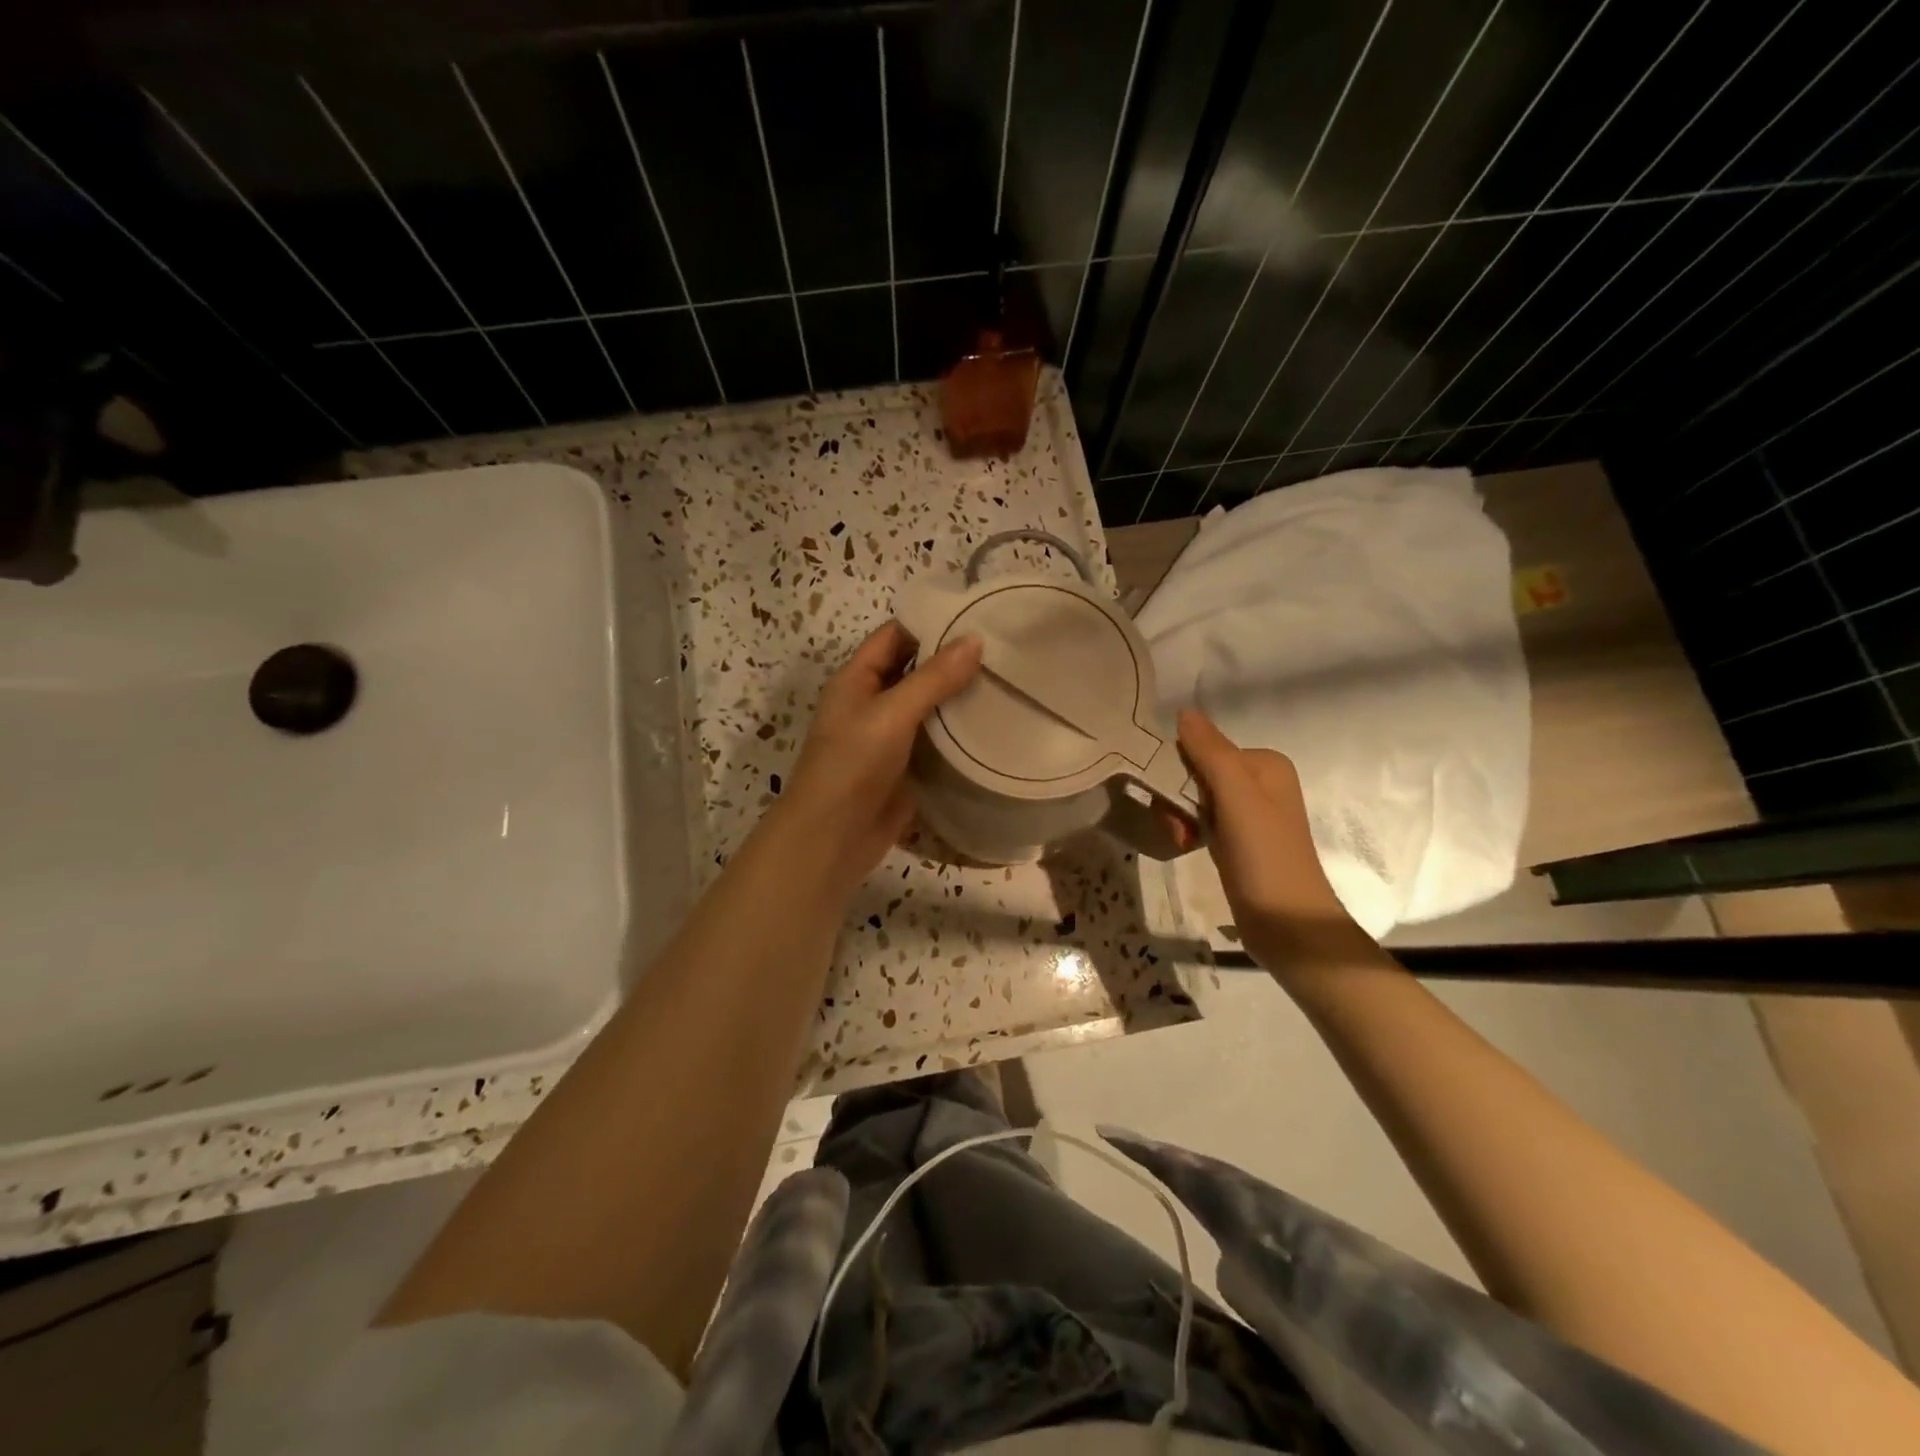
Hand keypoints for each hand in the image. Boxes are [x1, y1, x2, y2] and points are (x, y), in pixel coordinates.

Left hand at [779, 621, 982, 892]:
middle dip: (952, 661)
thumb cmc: (852, 765)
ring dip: (960, 698)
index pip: (895, 637)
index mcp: (857, 680)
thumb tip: (976, 640)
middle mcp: (873, 703)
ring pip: (929, 707)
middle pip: (915, 671)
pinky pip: (937, 742)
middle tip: (1004, 650)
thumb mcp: (891, 713)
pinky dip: (961, 734)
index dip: (930, 623)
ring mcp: (890, 738)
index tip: (977, 616)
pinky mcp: (907, 768)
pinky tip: (996, 725)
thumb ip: (933, 678)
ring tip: (1009, 681)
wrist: (833, 837)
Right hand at [1176, 708, 1370, 967]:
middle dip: (1177, 799)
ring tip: (1184, 841)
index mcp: (1265, 764)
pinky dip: (1189, 832)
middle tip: (1179, 828)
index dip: (1179, 772)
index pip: (1203, 749)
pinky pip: (1201, 821)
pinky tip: (1188, 847)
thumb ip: (1210, 753)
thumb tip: (1184, 711)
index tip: (1173, 801)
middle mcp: (1259, 783)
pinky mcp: (1238, 841)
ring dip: (1179, 818)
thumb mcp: (1237, 798)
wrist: (1288, 925)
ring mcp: (1249, 814)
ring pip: (1194, 799)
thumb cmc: (1265, 856)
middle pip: (1196, 774)